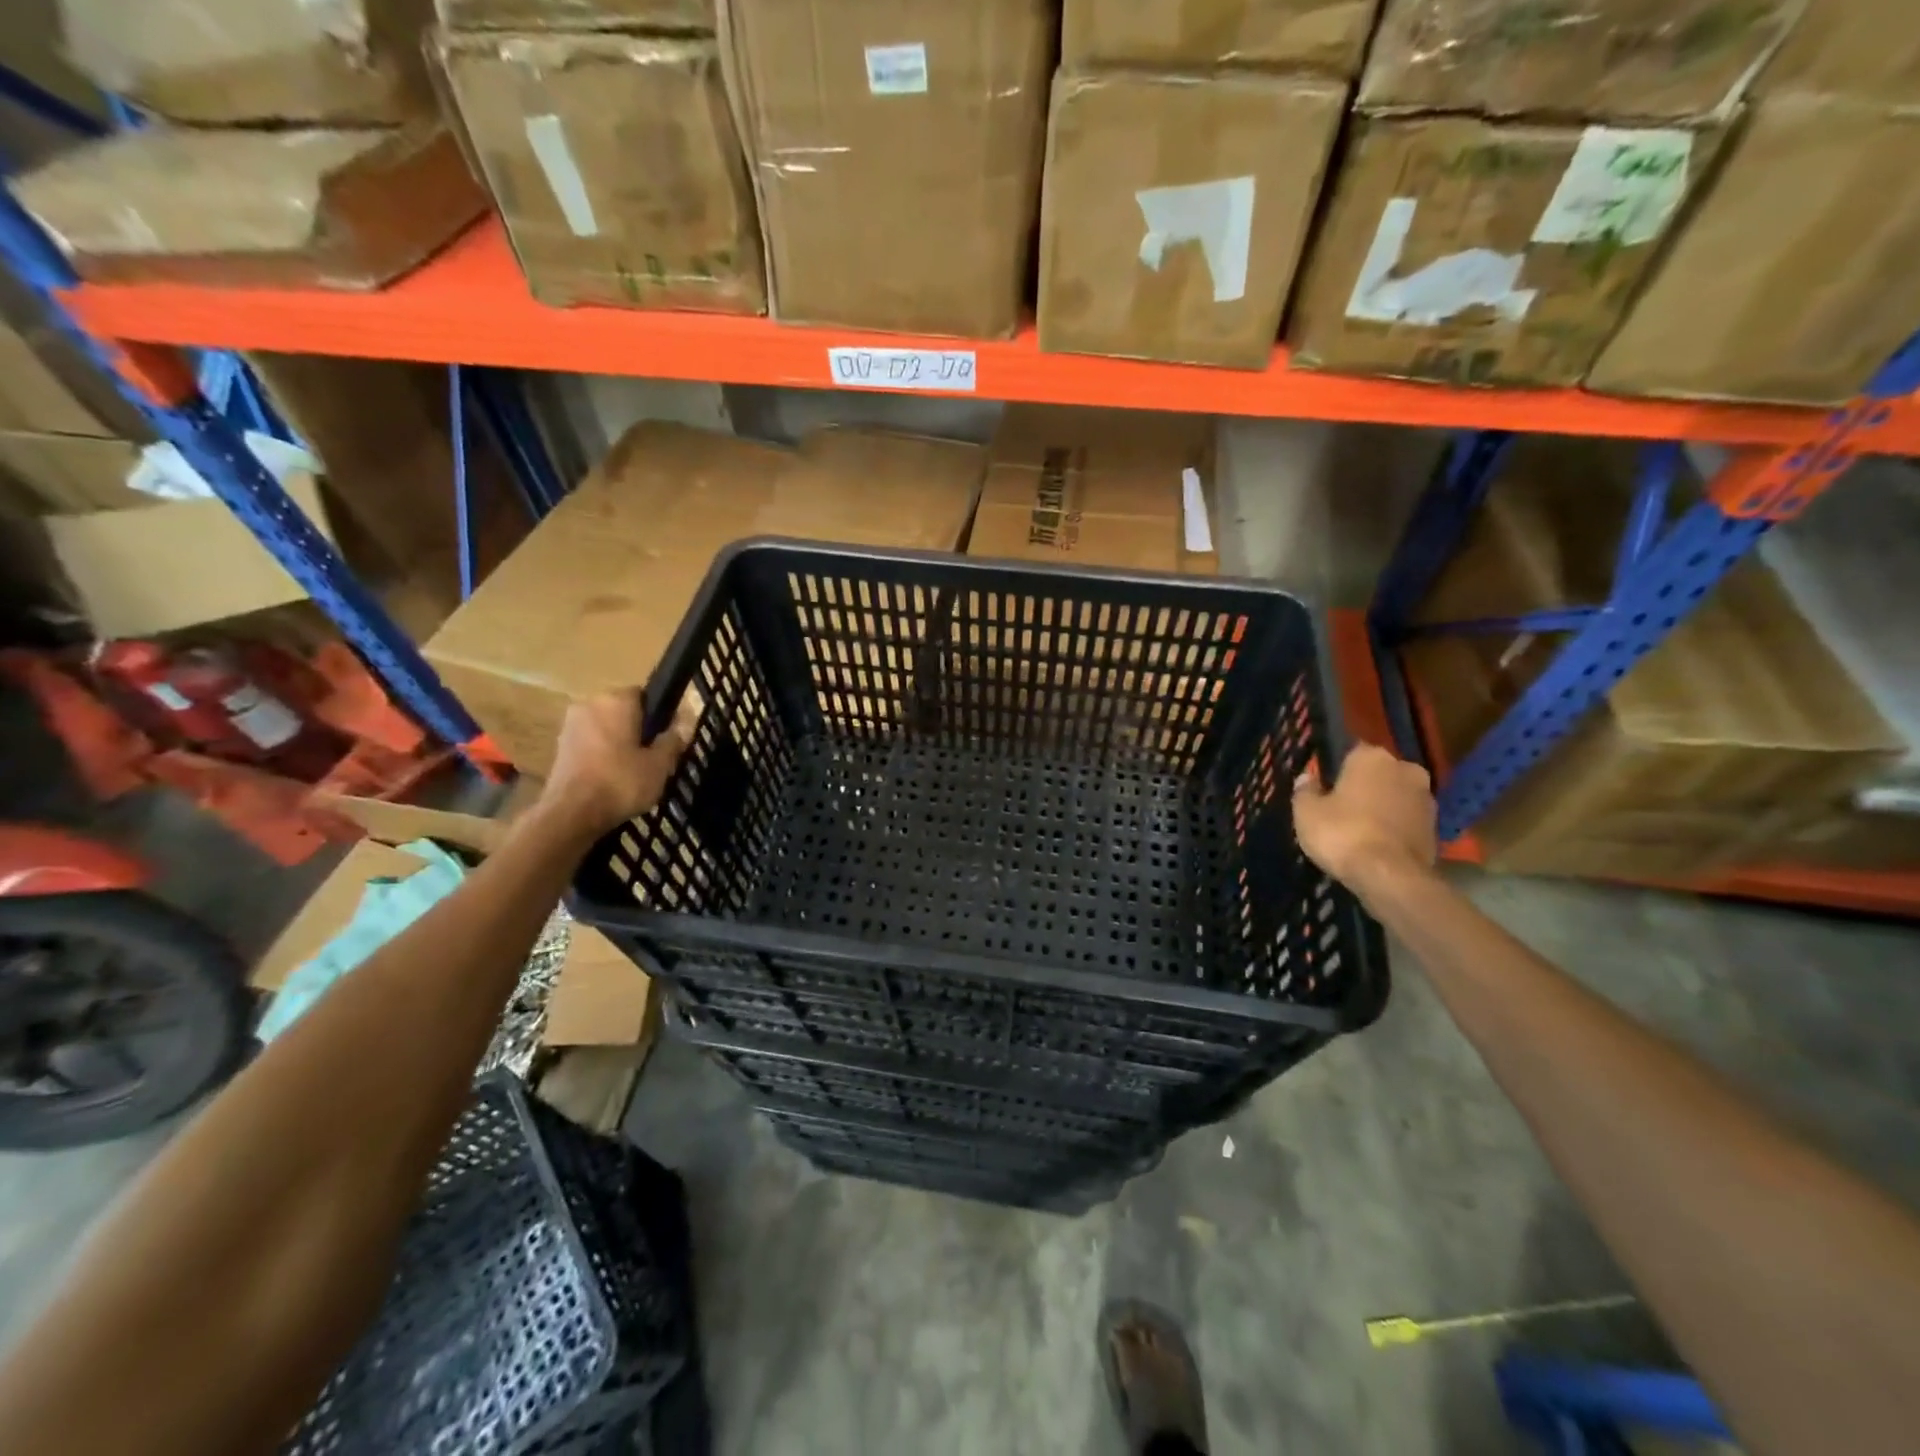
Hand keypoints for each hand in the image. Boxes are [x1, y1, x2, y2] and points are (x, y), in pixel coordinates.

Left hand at [541, 691, 692, 834]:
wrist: (571, 814)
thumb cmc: (621, 783)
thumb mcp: (660, 765)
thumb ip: (673, 740)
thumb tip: (683, 725)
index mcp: (616, 700)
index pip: (644, 695)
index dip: (659, 715)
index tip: (667, 738)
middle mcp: (590, 703)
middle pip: (623, 711)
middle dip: (638, 728)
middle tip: (653, 757)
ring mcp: (570, 725)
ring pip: (605, 727)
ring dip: (618, 742)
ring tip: (633, 771)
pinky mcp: (559, 746)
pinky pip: (590, 742)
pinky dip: (602, 754)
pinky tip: (612, 777)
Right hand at [1292, 744, 1436, 893]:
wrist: (1390, 876)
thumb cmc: (1342, 833)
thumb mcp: (1306, 812)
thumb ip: (1305, 790)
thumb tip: (1307, 778)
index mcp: (1371, 757)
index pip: (1350, 752)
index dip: (1335, 771)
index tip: (1324, 788)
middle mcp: (1405, 768)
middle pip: (1377, 774)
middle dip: (1362, 787)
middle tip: (1341, 809)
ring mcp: (1426, 798)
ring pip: (1395, 797)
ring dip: (1381, 807)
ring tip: (1359, 831)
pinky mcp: (1437, 827)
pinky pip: (1406, 820)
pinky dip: (1394, 828)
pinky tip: (1377, 845)